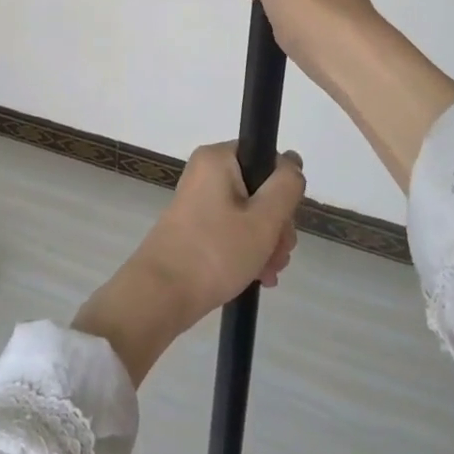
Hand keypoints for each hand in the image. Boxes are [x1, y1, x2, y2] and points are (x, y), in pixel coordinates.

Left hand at [73, 143, 304, 384]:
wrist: (161, 294)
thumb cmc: (215, 251)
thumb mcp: (264, 220)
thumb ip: (287, 187)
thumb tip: (292, 162)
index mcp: (218, 158)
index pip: (266, 158)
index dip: (282, 190)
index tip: (284, 222)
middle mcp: (206, 172)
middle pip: (260, 189)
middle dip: (276, 225)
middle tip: (278, 255)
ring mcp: (199, 200)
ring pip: (249, 213)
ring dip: (265, 242)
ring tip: (267, 274)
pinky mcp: (196, 225)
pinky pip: (232, 229)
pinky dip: (247, 250)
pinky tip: (257, 277)